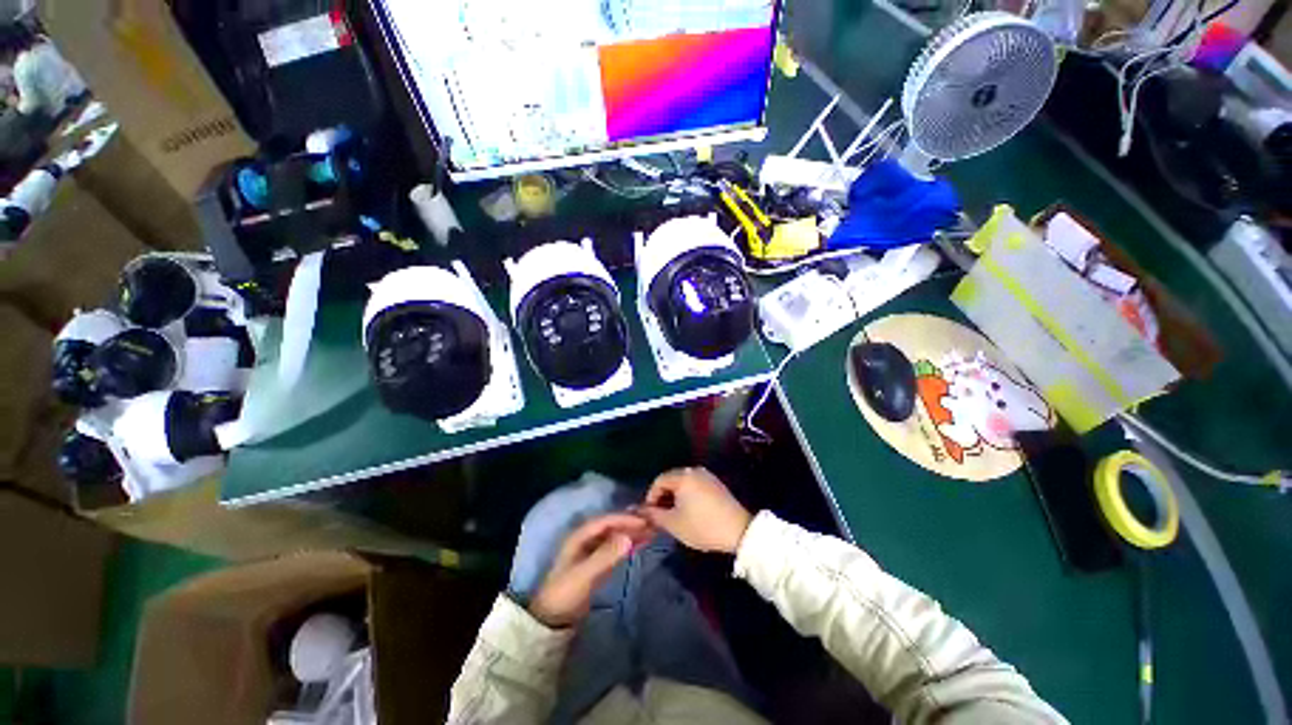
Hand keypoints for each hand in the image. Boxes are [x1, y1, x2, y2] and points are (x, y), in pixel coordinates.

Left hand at [529, 513, 653, 627]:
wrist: (552, 621)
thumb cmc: (565, 594)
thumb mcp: (584, 575)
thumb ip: (605, 556)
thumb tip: (628, 537)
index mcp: (579, 536)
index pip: (605, 521)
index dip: (624, 519)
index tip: (644, 521)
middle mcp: (586, 539)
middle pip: (611, 526)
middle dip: (630, 524)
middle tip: (653, 524)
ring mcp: (592, 551)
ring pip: (615, 536)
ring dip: (632, 533)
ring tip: (652, 531)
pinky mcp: (597, 563)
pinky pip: (616, 548)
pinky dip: (629, 544)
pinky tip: (642, 543)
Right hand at [638, 468, 751, 553]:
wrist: (739, 531)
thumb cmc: (702, 526)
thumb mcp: (673, 523)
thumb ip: (653, 514)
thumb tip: (637, 510)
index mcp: (683, 476)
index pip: (659, 481)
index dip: (651, 497)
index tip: (650, 515)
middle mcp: (694, 470)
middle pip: (671, 479)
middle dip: (663, 497)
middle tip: (660, 516)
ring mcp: (707, 475)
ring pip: (683, 483)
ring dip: (675, 497)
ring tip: (674, 516)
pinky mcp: (716, 483)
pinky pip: (695, 485)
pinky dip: (687, 495)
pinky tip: (689, 511)